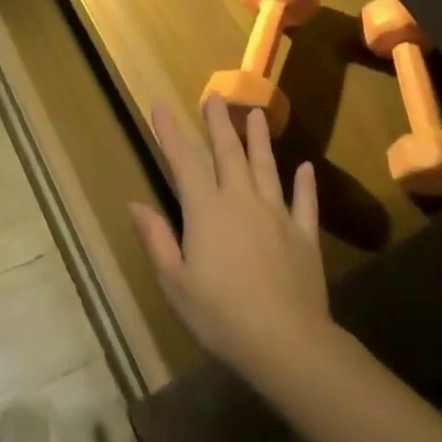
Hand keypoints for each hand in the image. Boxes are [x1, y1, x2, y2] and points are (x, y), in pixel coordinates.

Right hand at [129, 96, 334, 389]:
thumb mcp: (175, 282)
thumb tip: (135, 204)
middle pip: (228, 153)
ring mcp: (277, 216)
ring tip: (257, 114)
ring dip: (259, 139)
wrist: (287, 345)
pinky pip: (304, 203)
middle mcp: (241, 201)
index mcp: (206, 211)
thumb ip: (156, 239)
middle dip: (219, 123)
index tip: (161, 106)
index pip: (184, 161)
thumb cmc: (221, 315)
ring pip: (266, 168)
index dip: (170, 132)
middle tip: (215, 96)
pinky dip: (305, 184)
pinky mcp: (304, 237)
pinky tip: (306, 168)